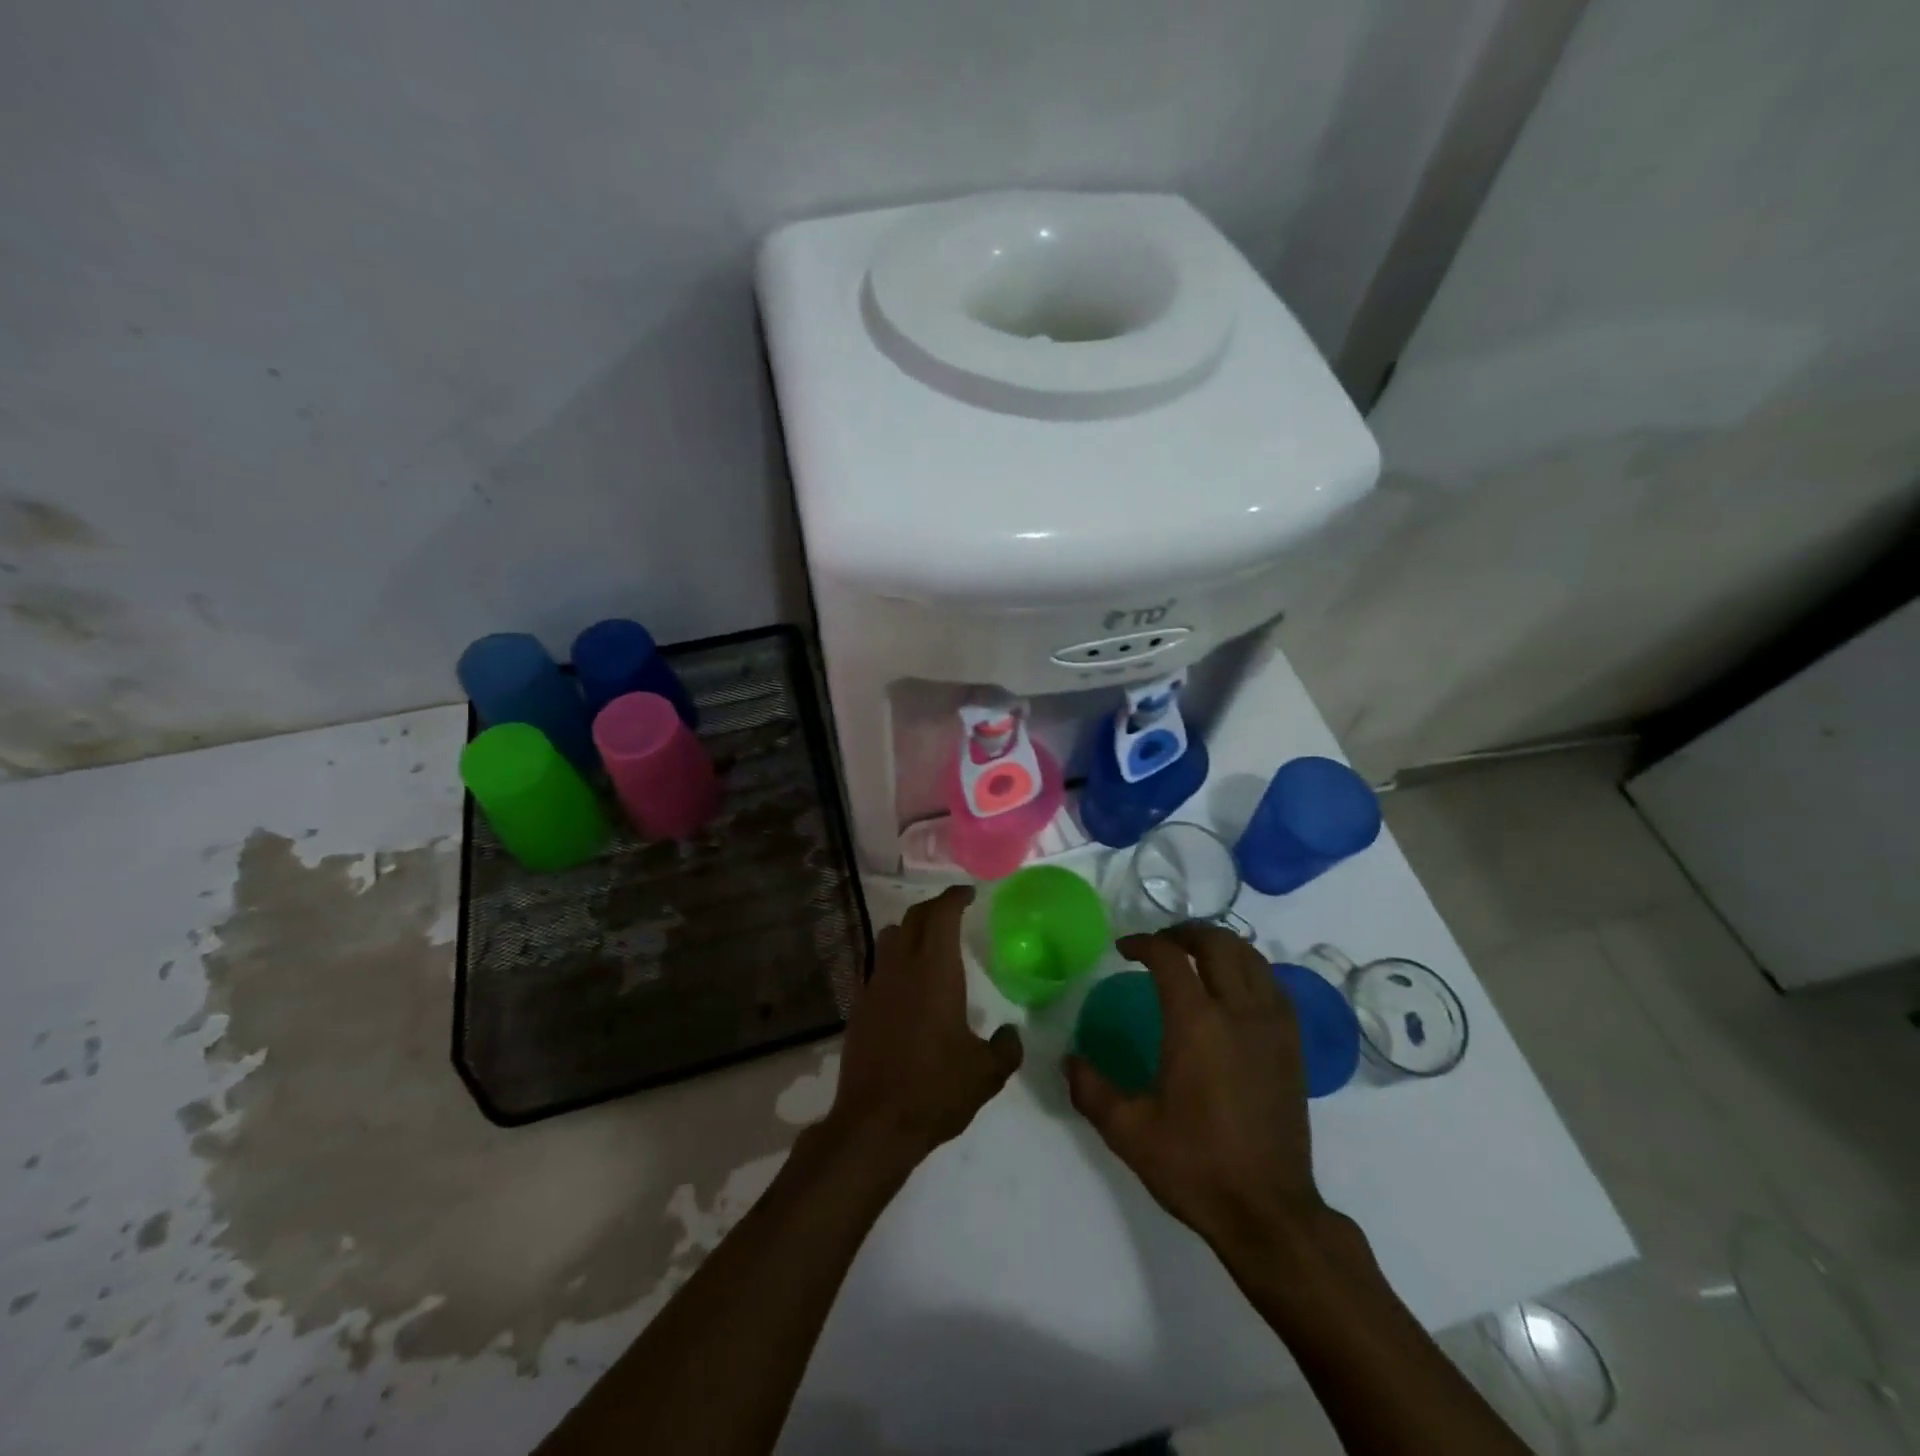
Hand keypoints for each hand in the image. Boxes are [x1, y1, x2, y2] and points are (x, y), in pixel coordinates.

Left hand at [830, 886, 1023, 1163]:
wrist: (874, 1123)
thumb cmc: (935, 1089)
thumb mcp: (986, 1073)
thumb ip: (1006, 1048)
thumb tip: (1010, 1035)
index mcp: (934, 970)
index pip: (941, 914)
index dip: (954, 897)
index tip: (968, 894)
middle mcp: (901, 967)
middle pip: (913, 918)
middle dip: (934, 908)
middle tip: (953, 913)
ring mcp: (874, 985)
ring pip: (888, 937)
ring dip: (908, 930)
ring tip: (927, 943)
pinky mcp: (858, 1006)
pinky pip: (874, 966)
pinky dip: (891, 960)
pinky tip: (903, 982)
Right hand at [1065, 923, 1324, 1252]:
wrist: (1269, 1212)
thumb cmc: (1196, 1166)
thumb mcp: (1129, 1131)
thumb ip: (1091, 1088)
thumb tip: (1067, 1059)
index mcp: (1197, 1024)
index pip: (1170, 957)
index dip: (1143, 943)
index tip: (1123, 949)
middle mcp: (1239, 1012)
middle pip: (1217, 943)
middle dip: (1185, 932)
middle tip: (1160, 943)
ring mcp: (1273, 1027)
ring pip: (1252, 958)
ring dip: (1220, 945)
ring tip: (1195, 956)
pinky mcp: (1293, 1046)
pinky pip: (1274, 985)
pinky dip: (1250, 969)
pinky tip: (1234, 988)